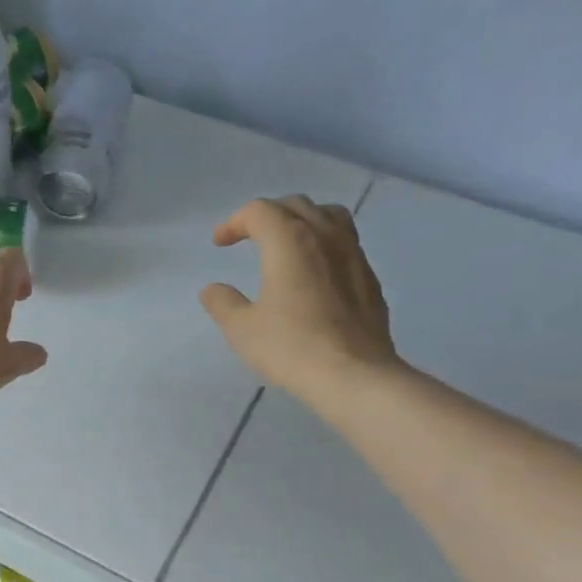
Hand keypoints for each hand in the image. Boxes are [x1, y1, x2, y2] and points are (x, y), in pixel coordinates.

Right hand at [199, 196, 399, 407]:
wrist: (353, 375)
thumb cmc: (290, 347)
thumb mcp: (241, 329)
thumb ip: (223, 303)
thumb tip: (212, 289)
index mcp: (289, 241)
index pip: (259, 211)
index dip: (234, 222)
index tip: (219, 243)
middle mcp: (324, 237)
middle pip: (295, 206)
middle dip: (267, 215)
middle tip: (248, 238)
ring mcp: (353, 255)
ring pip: (329, 217)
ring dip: (302, 221)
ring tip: (287, 243)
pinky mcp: (369, 279)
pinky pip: (345, 244)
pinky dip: (323, 245)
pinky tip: (314, 273)